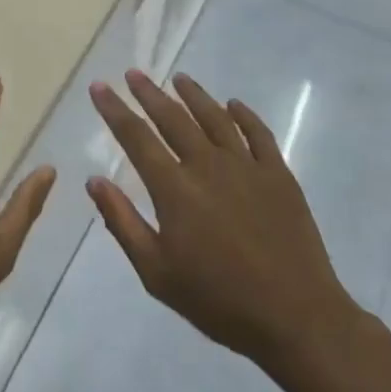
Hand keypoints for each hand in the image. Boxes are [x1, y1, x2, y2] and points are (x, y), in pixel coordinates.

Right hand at [87, 69, 365, 384]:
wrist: (296, 318)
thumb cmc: (219, 301)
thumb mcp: (157, 274)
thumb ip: (123, 223)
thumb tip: (94, 180)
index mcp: (174, 188)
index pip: (136, 137)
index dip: (115, 109)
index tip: (99, 86)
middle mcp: (207, 165)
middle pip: (172, 118)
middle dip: (149, 93)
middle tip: (134, 73)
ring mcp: (246, 166)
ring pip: (214, 117)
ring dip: (193, 94)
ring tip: (179, 79)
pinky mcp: (278, 174)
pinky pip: (258, 133)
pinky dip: (243, 114)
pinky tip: (233, 104)